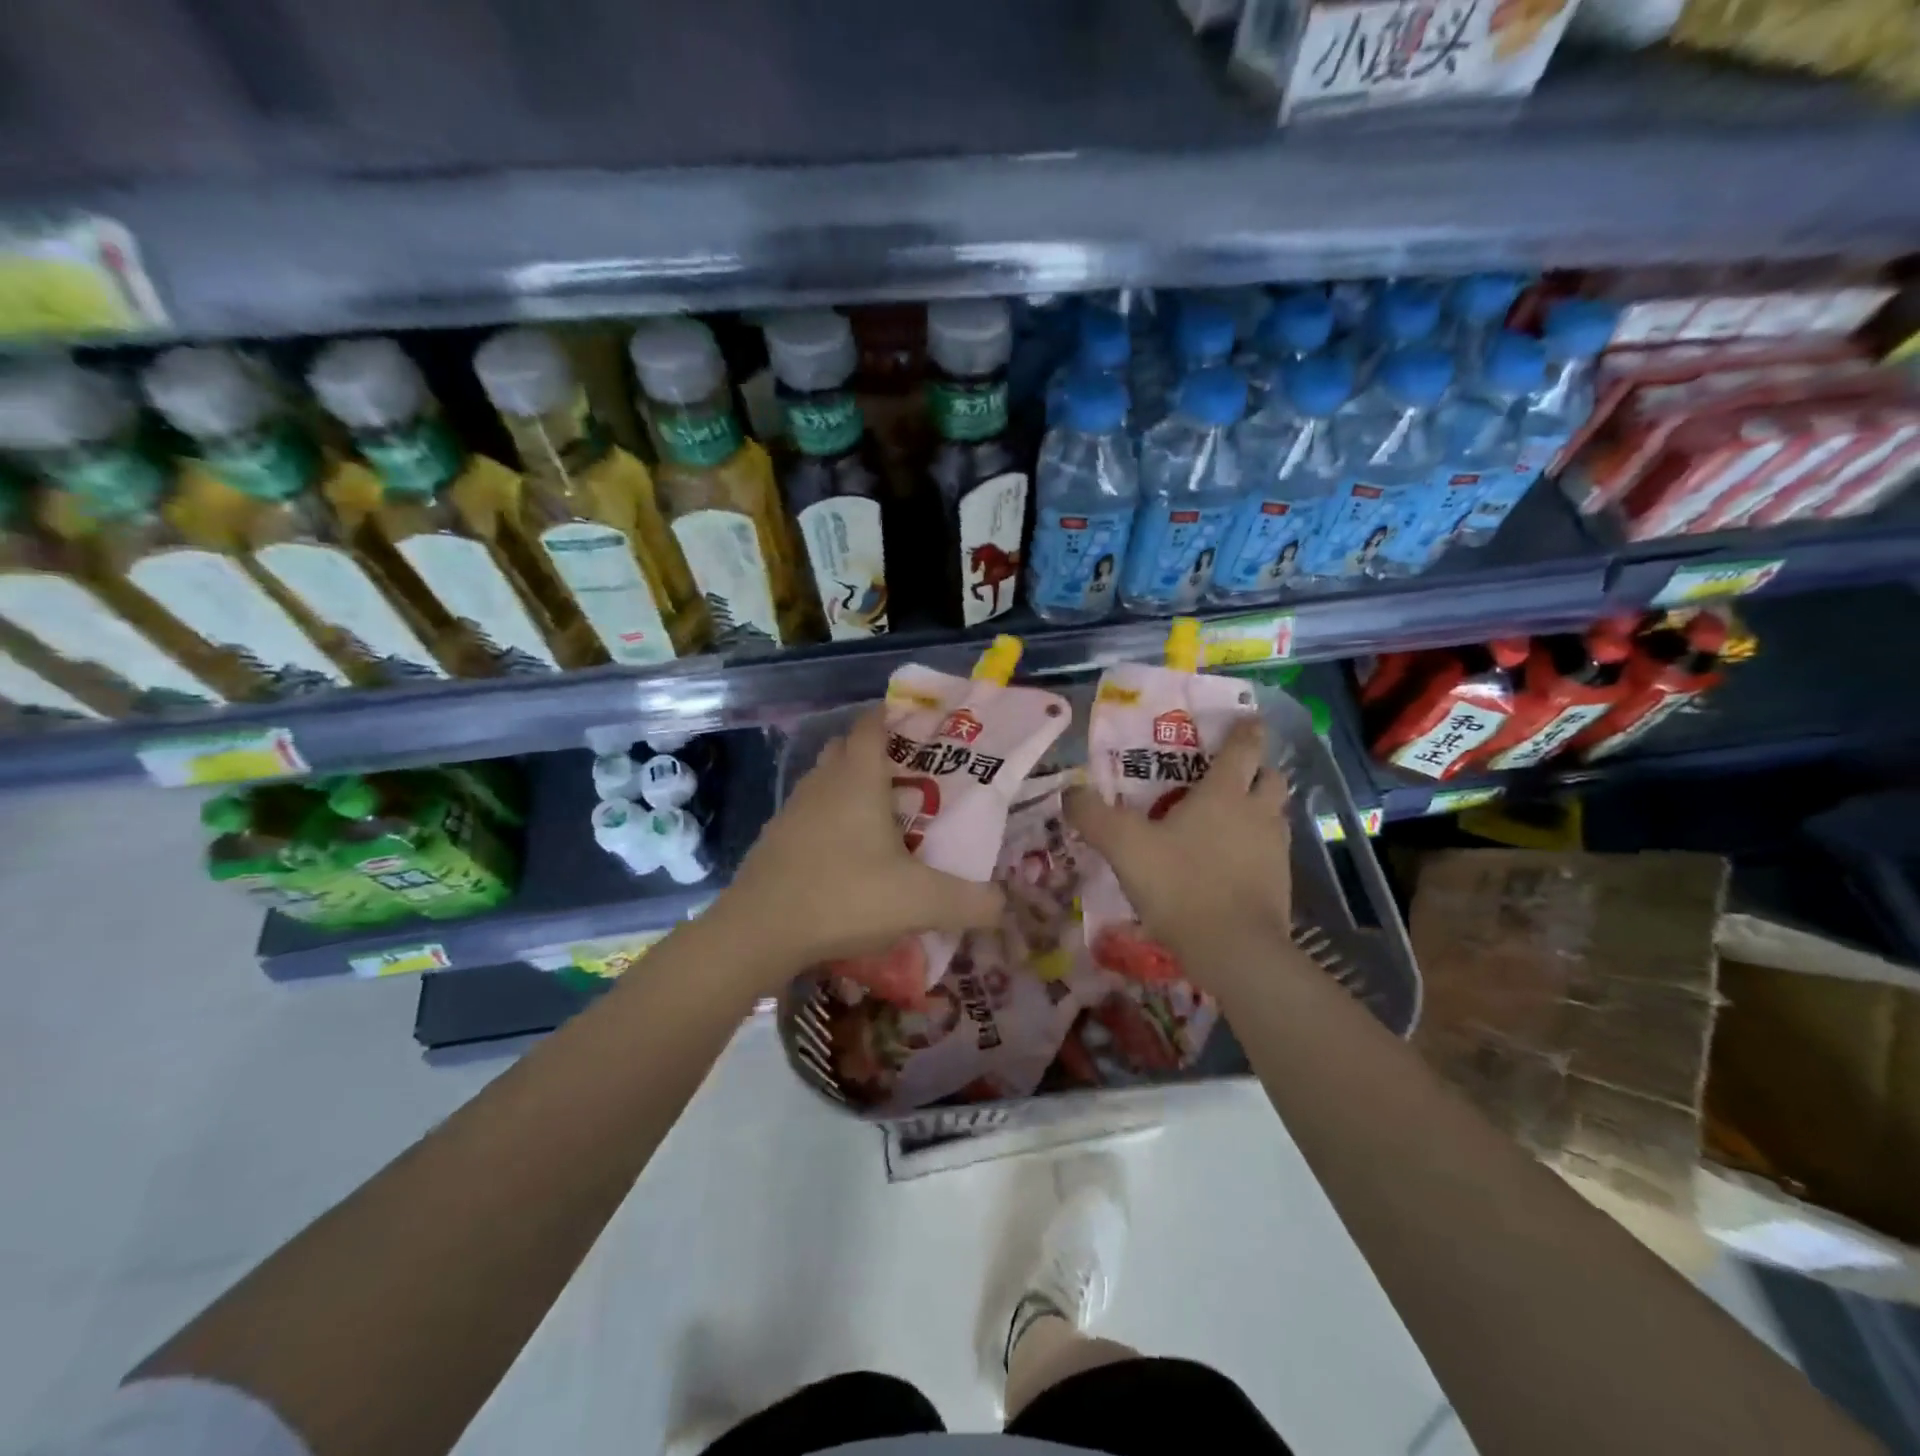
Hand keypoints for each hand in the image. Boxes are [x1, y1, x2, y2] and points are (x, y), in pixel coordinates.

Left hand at [713, 708, 1006, 986]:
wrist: (760, 931)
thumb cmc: (845, 897)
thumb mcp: (922, 902)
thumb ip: (971, 902)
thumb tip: (1004, 905)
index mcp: (858, 779)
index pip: (872, 725)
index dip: (891, 716)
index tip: (916, 725)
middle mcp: (822, 783)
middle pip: (846, 749)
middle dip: (874, 753)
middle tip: (908, 778)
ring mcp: (792, 810)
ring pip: (824, 782)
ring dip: (848, 789)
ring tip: (880, 819)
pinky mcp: (774, 839)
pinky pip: (807, 815)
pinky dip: (827, 822)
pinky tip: (844, 858)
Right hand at [1067, 717, 1294, 984]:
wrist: (1233, 950)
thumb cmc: (1180, 884)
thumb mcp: (1124, 846)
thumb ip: (1093, 816)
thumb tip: (1070, 792)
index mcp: (1224, 794)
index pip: (1244, 749)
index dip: (1246, 731)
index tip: (1248, 719)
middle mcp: (1257, 814)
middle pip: (1272, 777)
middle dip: (1258, 769)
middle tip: (1232, 774)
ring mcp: (1275, 851)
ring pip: (1276, 815)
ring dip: (1260, 809)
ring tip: (1229, 819)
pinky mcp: (1281, 885)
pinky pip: (1273, 852)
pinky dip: (1257, 848)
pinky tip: (1232, 864)